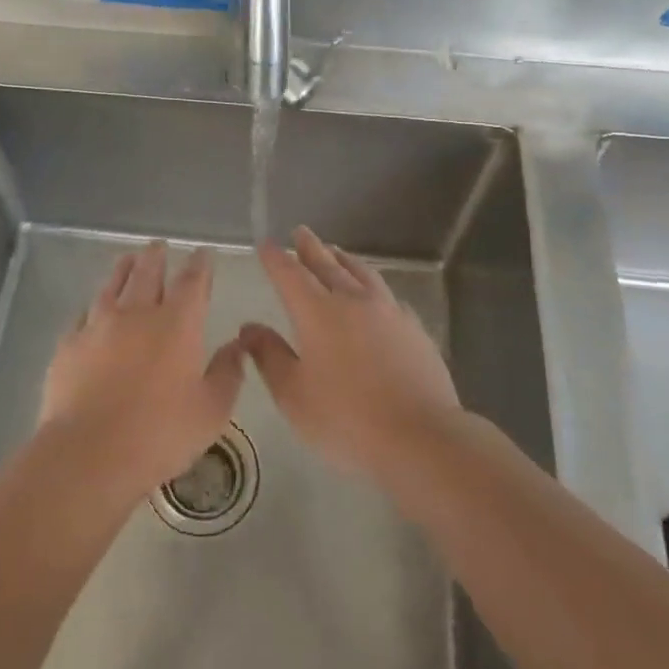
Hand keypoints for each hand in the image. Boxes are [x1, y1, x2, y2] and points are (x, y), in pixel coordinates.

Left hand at [40, 242, 244, 498]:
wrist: (88, 453)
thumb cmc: (160, 433)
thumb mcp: (211, 411)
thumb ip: (227, 373)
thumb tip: (238, 345)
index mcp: (177, 324)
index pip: (192, 282)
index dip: (200, 265)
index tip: (202, 253)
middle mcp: (137, 314)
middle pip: (148, 273)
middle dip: (157, 256)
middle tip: (159, 245)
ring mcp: (98, 326)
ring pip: (112, 286)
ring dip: (123, 270)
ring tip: (128, 259)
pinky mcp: (68, 345)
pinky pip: (83, 315)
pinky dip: (93, 306)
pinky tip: (92, 309)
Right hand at [241, 226, 460, 478]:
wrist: (419, 436)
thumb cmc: (345, 419)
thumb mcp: (293, 394)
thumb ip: (269, 356)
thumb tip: (249, 327)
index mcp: (318, 313)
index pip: (290, 275)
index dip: (276, 259)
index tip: (266, 245)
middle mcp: (353, 301)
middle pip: (328, 265)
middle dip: (311, 248)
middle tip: (301, 232)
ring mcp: (389, 312)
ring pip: (362, 274)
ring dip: (345, 260)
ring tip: (337, 252)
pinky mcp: (414, 329)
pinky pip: (388, 296)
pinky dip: (374, 287)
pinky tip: (377, 295)